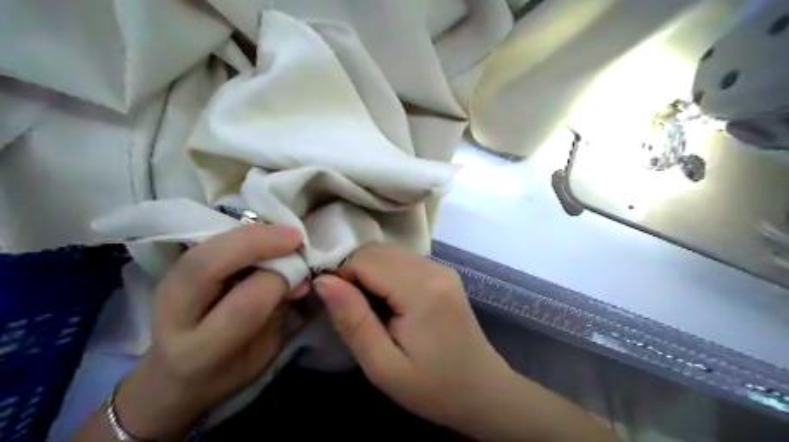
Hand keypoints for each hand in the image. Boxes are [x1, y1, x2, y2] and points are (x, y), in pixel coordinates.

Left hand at [110, 226, 303, 439]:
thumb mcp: (264, 352)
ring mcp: (167, 288)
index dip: (278, 280)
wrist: (176, 375)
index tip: (305, 270)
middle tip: (295, 238)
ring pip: (205, 246)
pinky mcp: (173, 270)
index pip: (244, 305)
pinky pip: (208, 240)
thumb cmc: (229, 370)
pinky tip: (265, 235)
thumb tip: (303, 277)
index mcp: (200, 352)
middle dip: (258, 242)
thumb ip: (281, 312)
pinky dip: (241, 233)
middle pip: (207, 265)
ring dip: (251, 233)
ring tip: (283, 234)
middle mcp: (173, 318)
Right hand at [313, 246, 615, 441]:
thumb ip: (352, 320)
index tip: (335, 307)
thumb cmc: (433, 387)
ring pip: (389, 253)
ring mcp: (441, 268)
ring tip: (370, 309)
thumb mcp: (383, 366)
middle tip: (352, 311)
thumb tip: (323, 281)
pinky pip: (403, 261)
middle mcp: (434, 268)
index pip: (365, 261)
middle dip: (354, 273)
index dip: (341, 278)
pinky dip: (386, 274)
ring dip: (370, 273)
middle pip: (377, 252)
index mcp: (421, 290)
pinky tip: (388, 302)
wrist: (483, 390)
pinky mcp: (444, 273)